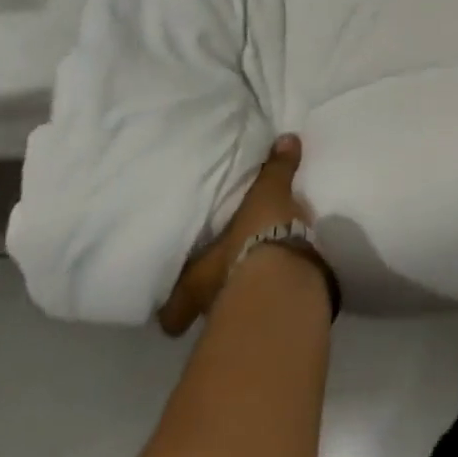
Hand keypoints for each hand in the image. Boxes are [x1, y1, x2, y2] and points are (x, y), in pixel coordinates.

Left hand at [158, 134, 311, 335]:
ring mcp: (239, 314)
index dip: (170, 302)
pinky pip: (263, 304)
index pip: (171, 304)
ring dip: (239, 291)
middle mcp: (209, 303)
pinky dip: (269, 293)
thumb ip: (276, 169)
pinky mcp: (270, 318)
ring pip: (229, 307)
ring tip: (253, 271)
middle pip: (199, 307)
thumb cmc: (257, 238)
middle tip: (218, 275)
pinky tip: (280, 279)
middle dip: (208, 292)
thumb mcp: (268, 195)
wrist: (287, 282)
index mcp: (196, 278)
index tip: (173, 292)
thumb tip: (285, 138)